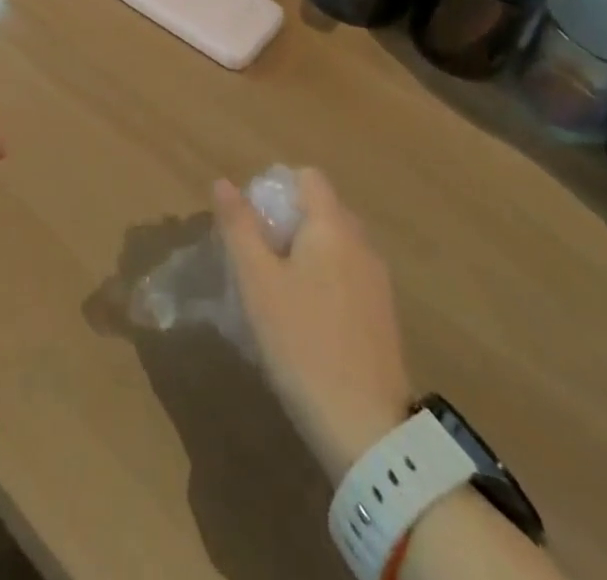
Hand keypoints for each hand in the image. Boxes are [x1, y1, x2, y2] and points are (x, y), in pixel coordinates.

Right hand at [214, 168, 414, 481]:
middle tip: (255, 259)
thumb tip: (224, 182)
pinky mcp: (383, 316)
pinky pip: (347, 277)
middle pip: (321, 210)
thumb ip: (239, 226)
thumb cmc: (302, 342)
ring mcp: (377, 281)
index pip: (307, 177)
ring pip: (334, 246)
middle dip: (286, 223)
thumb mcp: (257, 281)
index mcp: (332, 225)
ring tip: (275, 292)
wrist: (366, 429)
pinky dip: (324, 282)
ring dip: (304, 255)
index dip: (276, 189)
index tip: (251, 222)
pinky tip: (304, 322)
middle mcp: (361, 243)